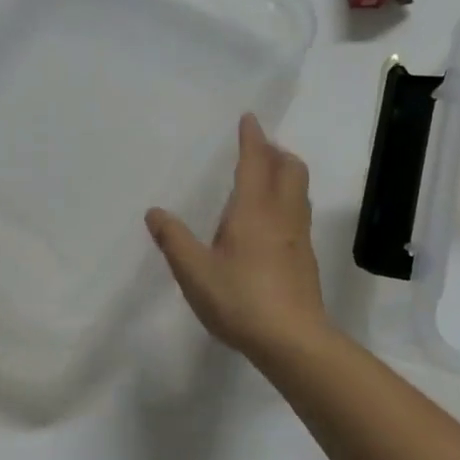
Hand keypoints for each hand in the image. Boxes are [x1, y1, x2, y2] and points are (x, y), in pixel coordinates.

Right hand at [145, 114, 330, 362]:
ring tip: (265, 177)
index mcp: (254, 209)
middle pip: (290, 168)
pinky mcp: (305, 258)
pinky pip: (299, 212)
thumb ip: (173, 239)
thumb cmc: (240, 299)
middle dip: (276, 152)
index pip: (256, 161)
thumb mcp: (194, 272)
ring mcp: (299, 236)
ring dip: (285, 173)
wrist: (294, 341)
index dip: (252, 138)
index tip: (250, 118)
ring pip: (299, 190)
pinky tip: (270, 221)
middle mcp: (282, 214)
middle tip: (258, 149)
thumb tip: (154, 212)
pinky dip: (287, 199)